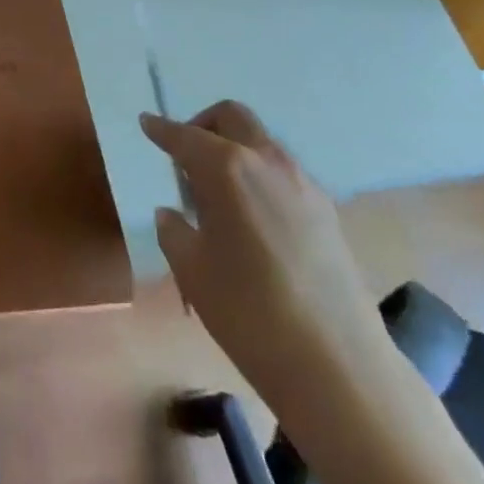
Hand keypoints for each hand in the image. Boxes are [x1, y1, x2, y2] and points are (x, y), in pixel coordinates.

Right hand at [141, 101, 388, 412]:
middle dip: (203, 125)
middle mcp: (267, 162)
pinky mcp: (327, 211)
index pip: (185, 136)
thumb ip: (175, 231)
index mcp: (227, 169)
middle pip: (232, 118)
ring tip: (217, 194)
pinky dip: (259, 176)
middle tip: (185, 157)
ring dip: (234, 149)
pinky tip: (251, 218)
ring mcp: (303, 184)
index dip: (161, 129)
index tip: (147, 123)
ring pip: (261, 142)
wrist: (337, 365)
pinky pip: (283, 173)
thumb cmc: (248, 312)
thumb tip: (174, 215)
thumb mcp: (192, 271)